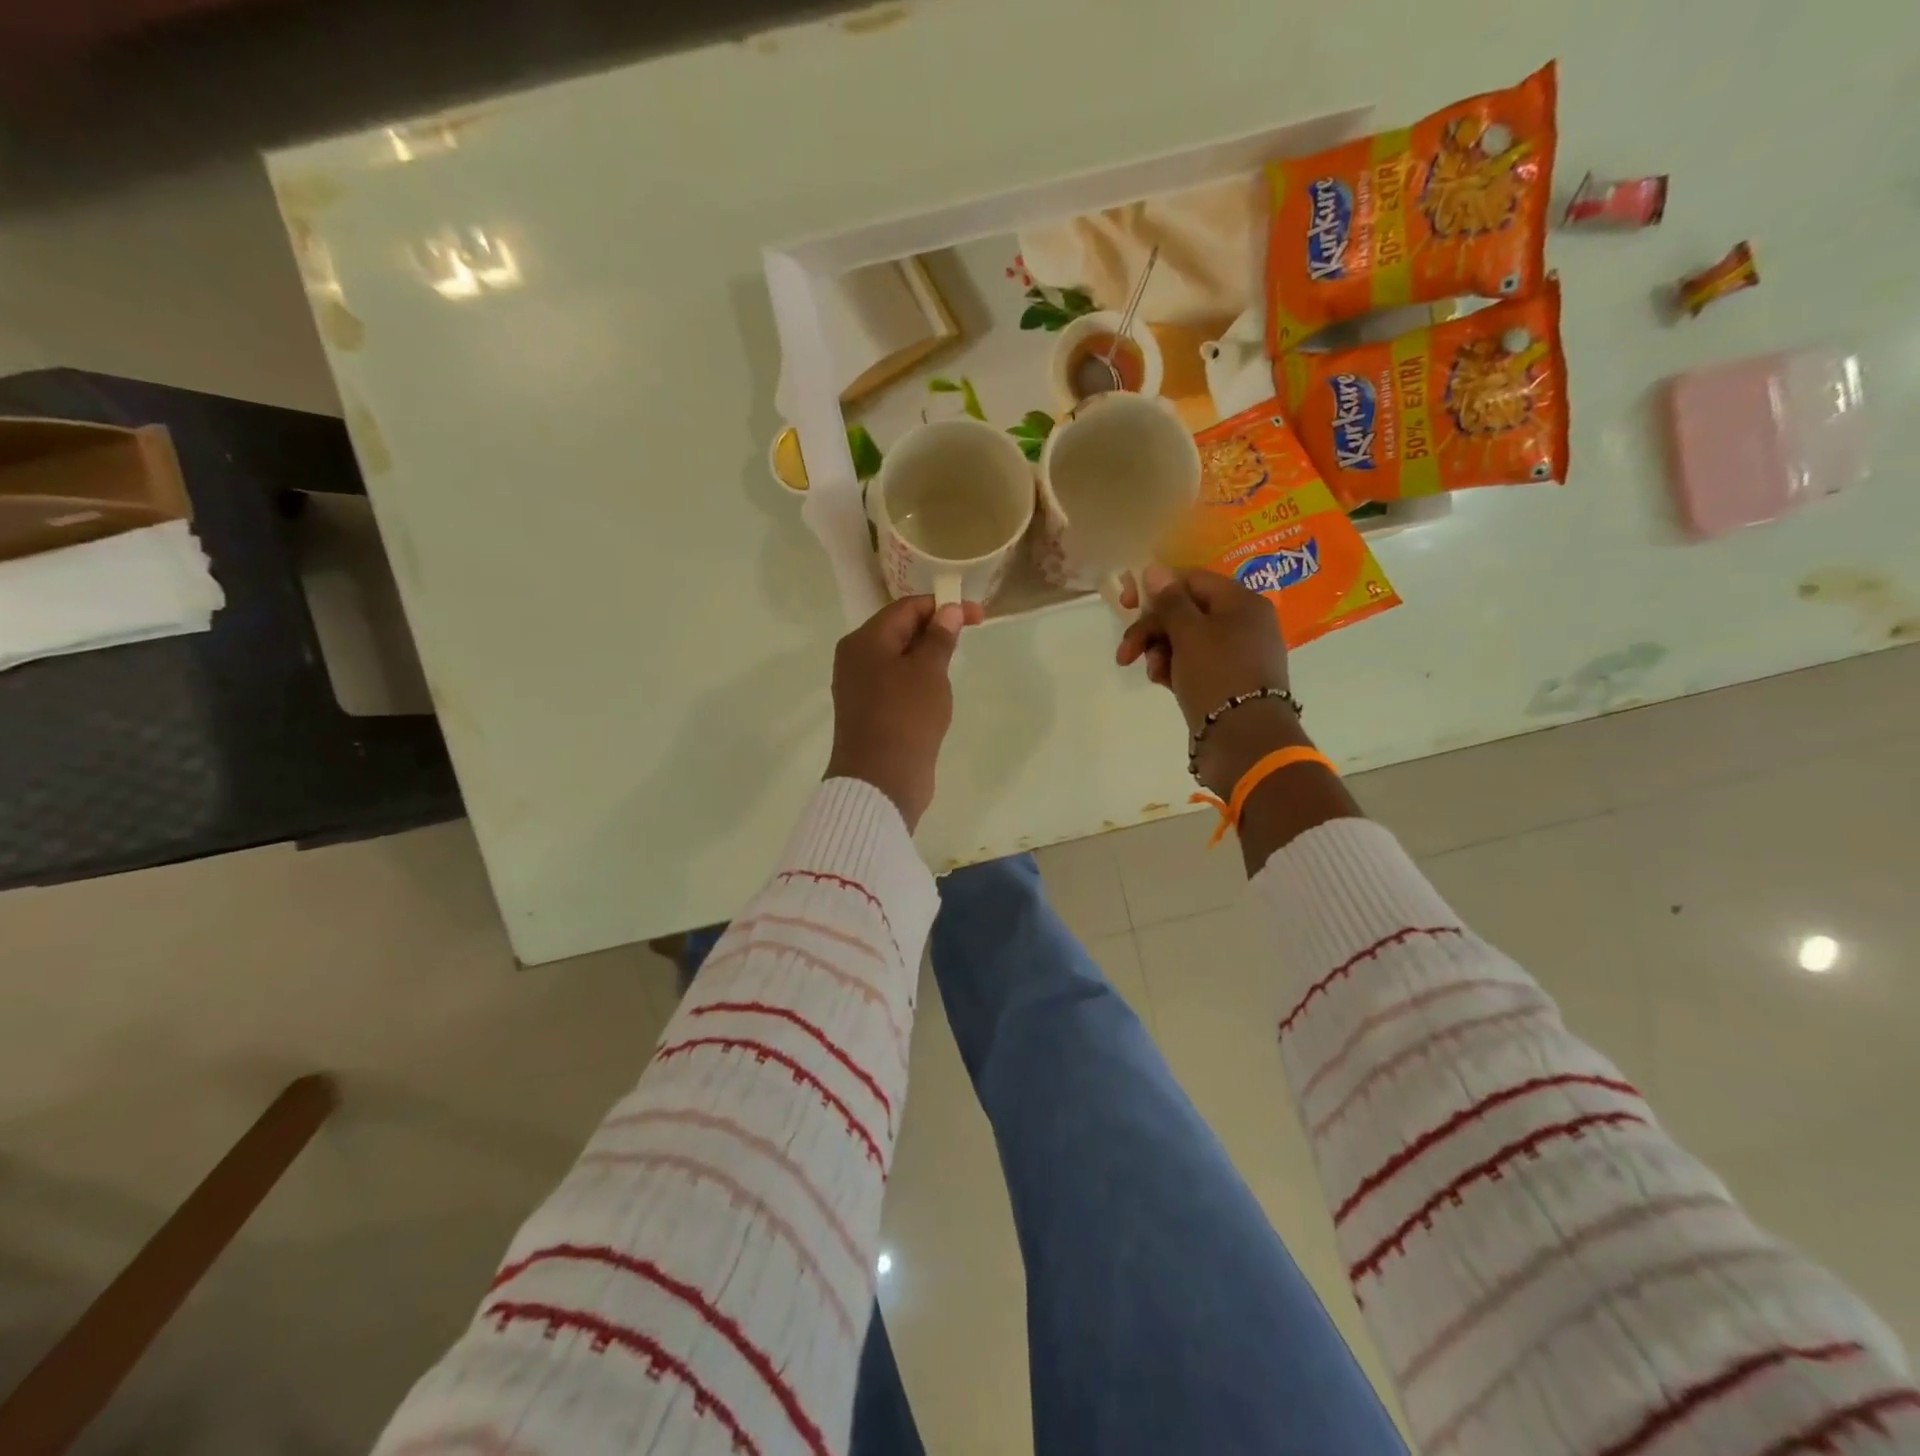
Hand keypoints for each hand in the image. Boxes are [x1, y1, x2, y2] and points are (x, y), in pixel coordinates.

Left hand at [825, 596, 981, 830]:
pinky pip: (895, 683)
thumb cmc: (906, 717)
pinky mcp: (869, 712)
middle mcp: (855, 659)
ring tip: (954, 662)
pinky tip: (936, 690)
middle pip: (899, 630)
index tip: (978, 616)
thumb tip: (949, 610)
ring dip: (926, 655)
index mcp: (864, 641)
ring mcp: (859, 687)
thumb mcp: (928, 672)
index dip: (943, 606)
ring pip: (898, 658)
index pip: (906, 608)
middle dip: (935, 628)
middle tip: (970, 636)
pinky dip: (916, 679)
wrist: (881, 781)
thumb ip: (939, 638)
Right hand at [1116, 565, 1290, 727]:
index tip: (1127, 604)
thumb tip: (1155, 569)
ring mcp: (1236, 654)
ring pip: (1186, 639)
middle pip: (1186, 611)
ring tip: (1152, 672)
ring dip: (1160, 651)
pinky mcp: (1227, 681)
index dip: (1157, 588)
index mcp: (1241, 602)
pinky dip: (1174, 668)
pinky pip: (1194, 663)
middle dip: (1152, 629)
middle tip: (1126, 651)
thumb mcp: (1189, 633)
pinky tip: (1162, 681)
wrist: (1244, 739)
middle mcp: (1243, 623)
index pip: (1192, 580)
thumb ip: (1169, 601)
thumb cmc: (1217, 675)